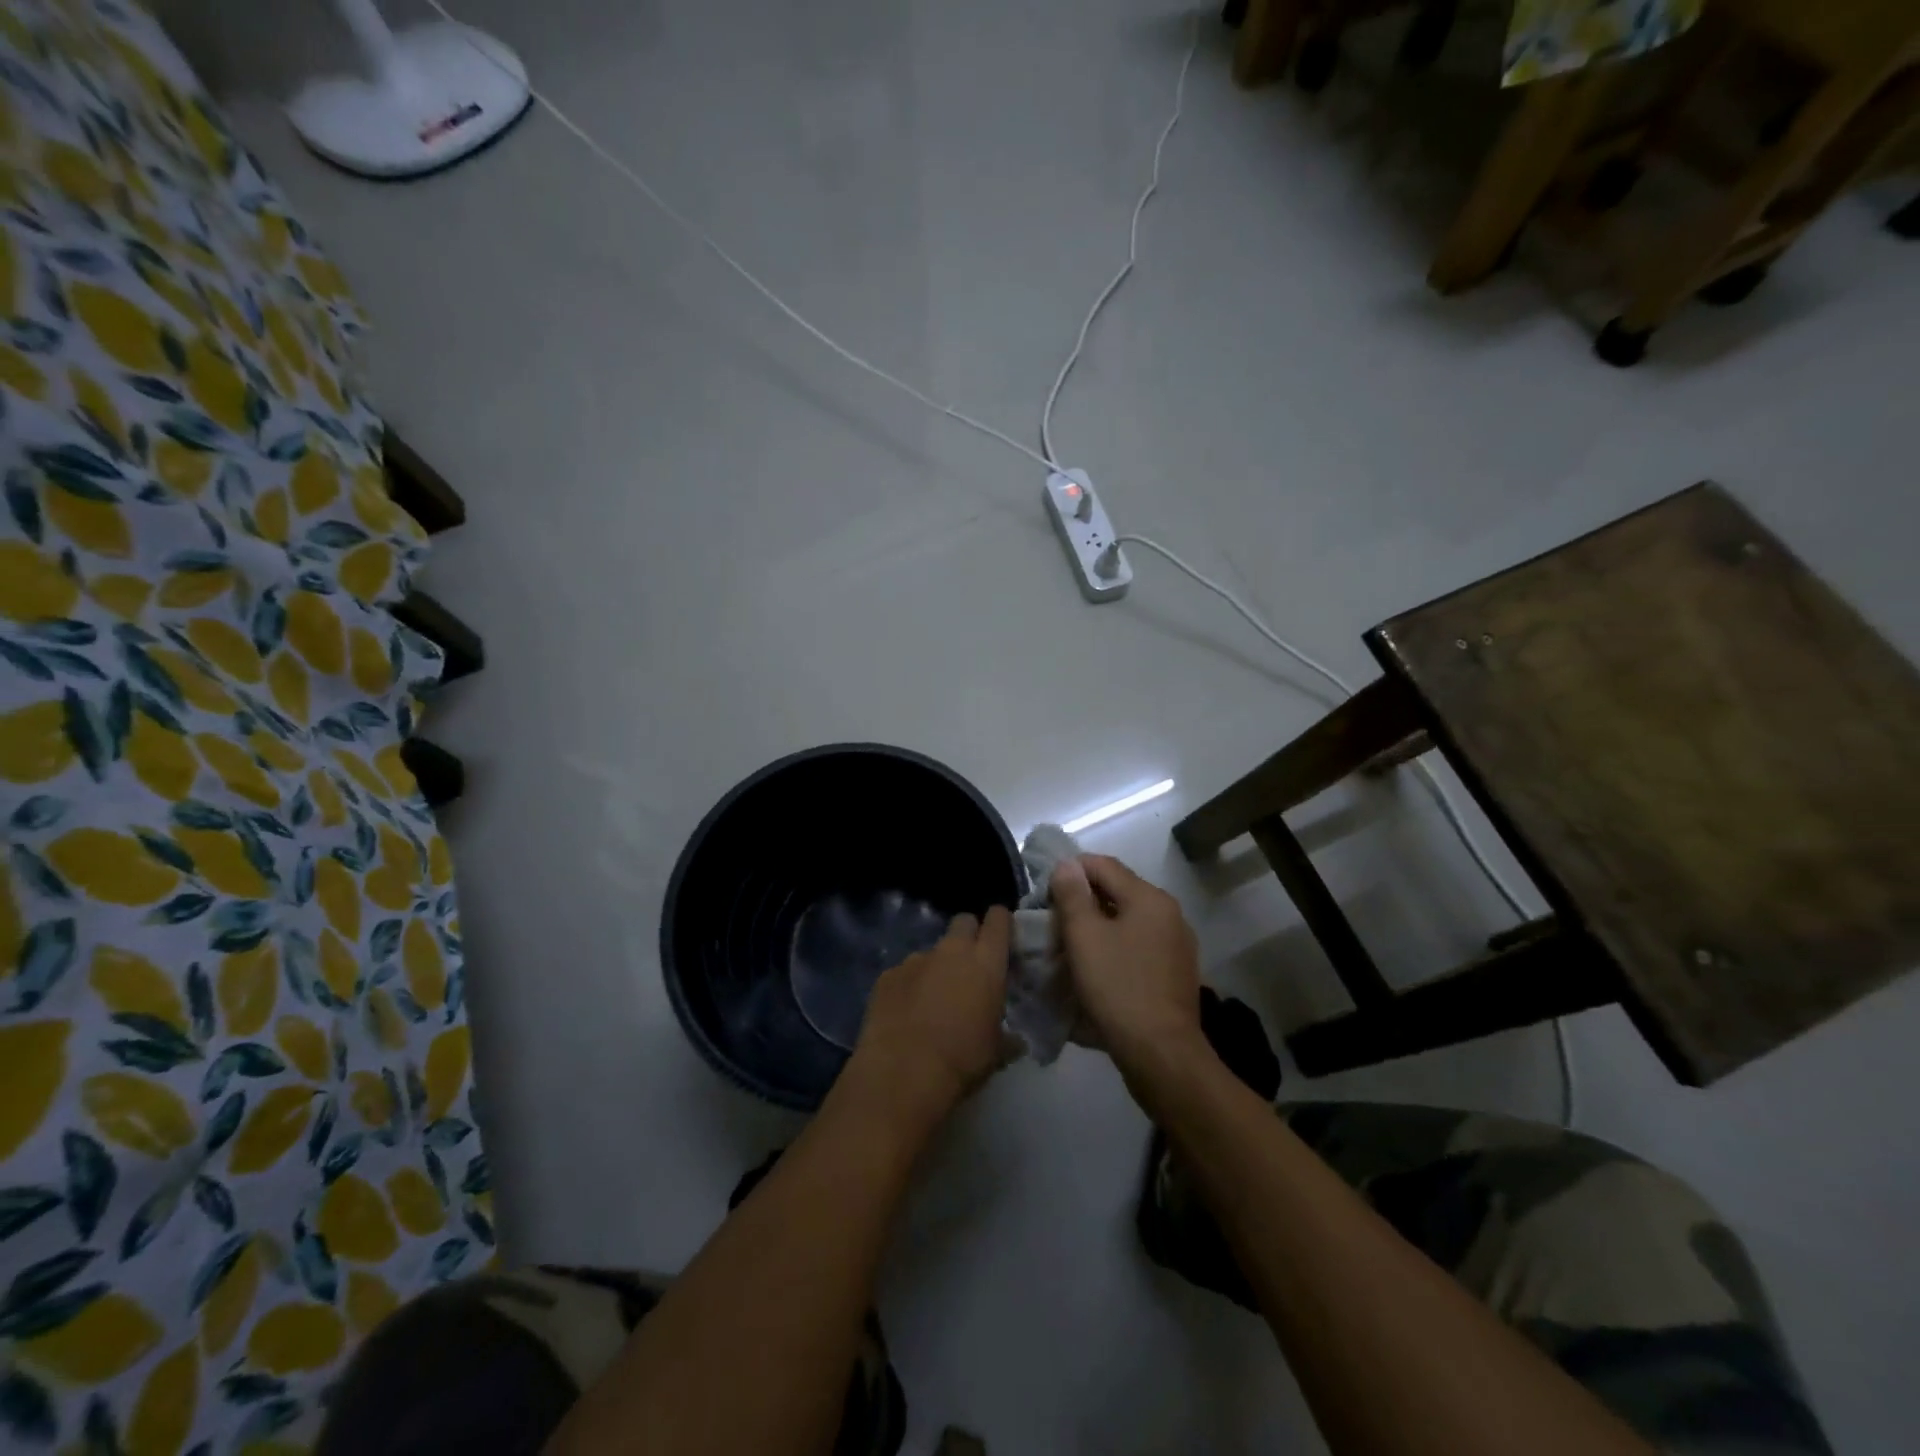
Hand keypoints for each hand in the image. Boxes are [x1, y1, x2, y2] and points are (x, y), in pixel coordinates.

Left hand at [849, 907, 1011, 1128]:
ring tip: (932, 1001)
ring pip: (932, 950)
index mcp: (985, 962)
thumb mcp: (996, 1052)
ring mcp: (916, 959)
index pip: (998, 919)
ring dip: (936, 967)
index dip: (1000, 922)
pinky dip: (908, 986)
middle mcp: (951, 950)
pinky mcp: (888, 974)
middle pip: (963, 922)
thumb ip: (1007, 1037)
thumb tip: (1016, 1041)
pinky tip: (905, 1014)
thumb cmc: (962, 1060)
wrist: (903, 1072)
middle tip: (969, 966)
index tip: (1002, 937)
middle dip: (968, 936)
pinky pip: (904, 972)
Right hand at [1051, 856, 1202, 1074]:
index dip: (1070, 871)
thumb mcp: (1084, 937)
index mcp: (1150, 898)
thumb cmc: (1118, 988)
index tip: (1044, 893)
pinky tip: (1096, 971)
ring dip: (1097, 927)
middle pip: (1117, 892)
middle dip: (1082, 902)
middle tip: (1052, 923)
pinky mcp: (1175, 974)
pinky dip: (1114, 949)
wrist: (1162, 1055)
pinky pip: (1138, 948)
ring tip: (1069, 948)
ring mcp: (1176, 946)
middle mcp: (1169, 914)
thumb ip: (1072, 895)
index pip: (1103, 865)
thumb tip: (1067, 865)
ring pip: (1127, 922)